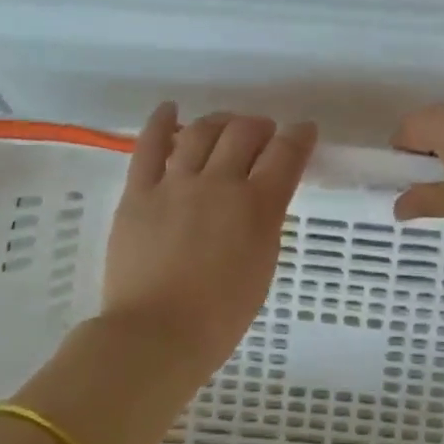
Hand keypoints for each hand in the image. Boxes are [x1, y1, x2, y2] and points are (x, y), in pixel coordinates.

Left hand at [101, 104, 315, 379]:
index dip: (299, 136)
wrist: (157, 333)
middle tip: (262, 133)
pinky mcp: (139, 192)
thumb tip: (259, 201)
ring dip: (219, 122)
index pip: (286, 155)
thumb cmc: (220, 316)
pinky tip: (169, 110)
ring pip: (201, 132)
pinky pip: (149, 146)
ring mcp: (176, 184)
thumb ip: (264, 225)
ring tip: (224, 125)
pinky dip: (160, 122)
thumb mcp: (262, 266)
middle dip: (260, 126)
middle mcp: (220, 183)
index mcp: (258, 207)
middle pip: (244, 133)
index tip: (303, 130)